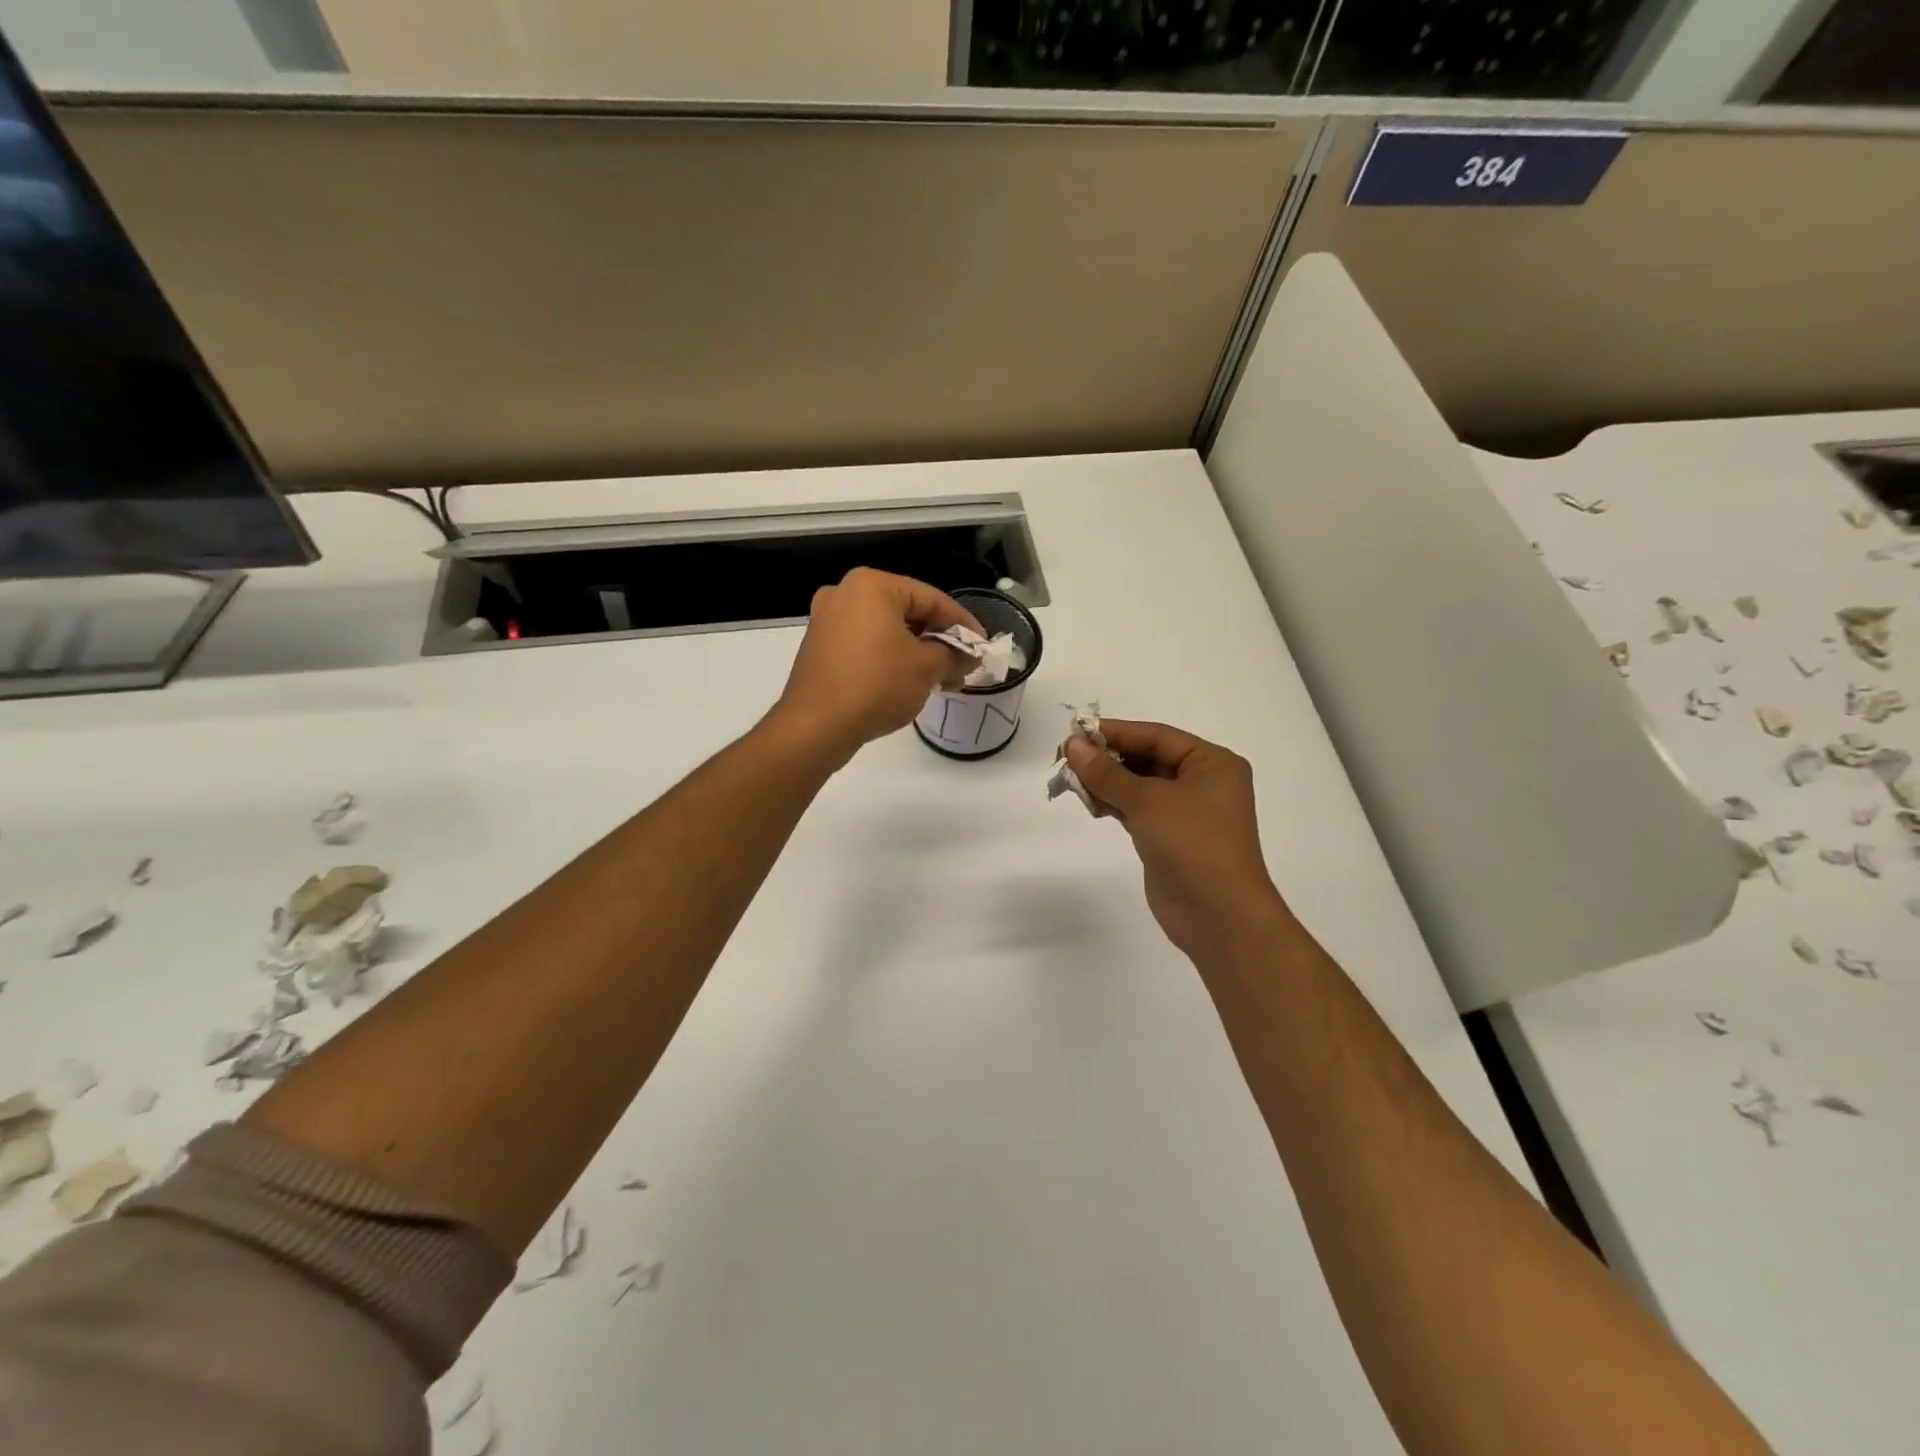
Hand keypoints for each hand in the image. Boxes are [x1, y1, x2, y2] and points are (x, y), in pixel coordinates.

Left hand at [771, 568, 981, 765]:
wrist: (815, 727)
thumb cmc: (876, 685)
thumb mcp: (926, 669)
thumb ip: (954, 655)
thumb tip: (970, 656)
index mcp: (872, 585)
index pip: (931, 599)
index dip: (963, 624)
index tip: (983, 646)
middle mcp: (845, 593)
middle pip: (908, 612)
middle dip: (939, 640)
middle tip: (964, 664)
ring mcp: (828, 620)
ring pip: (886, 630)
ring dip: (917, 652)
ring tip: (942, 679)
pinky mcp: (820, 647)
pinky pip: (866, 645)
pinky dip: (890, 659)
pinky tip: (909, 682)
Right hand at [1066, 720, 1289, 963]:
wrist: (1219, 915)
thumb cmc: (1193, 844)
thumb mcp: (1148, 801)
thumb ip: (1107, 773)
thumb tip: (1072, 744)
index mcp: (1212, 763)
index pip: (1157, 736)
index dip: (1116, 732)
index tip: (1076, 733)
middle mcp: (1202, 782)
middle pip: (1147, 758)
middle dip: (1108, 758)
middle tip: (1067, 757)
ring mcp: (1185, 812)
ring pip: (1138, 785)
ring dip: (1107, 781)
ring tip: (1070, 779)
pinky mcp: (1168, 837)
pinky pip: (1136, 810)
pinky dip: (1113, 803)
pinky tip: (1088, 802)